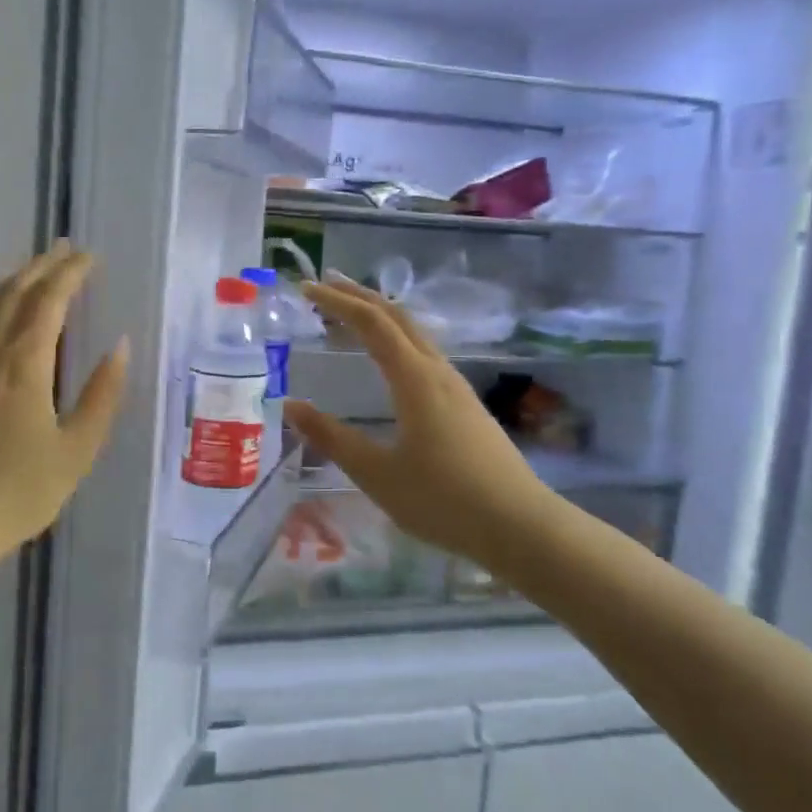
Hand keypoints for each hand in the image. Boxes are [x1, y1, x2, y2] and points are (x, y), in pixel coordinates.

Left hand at [0, 242, 128, 613]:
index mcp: (24, 363)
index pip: (49, 300)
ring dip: (12, 281)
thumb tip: (120, 346)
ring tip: (33, 271)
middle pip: (14, 293)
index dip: (70, 274)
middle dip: (42, 266)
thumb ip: (102, 394)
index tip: (89, 257)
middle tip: (65, 249)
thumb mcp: (77, 449)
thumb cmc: (20, 491)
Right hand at [283, 277, 549, 571]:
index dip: (337, 302)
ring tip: (351, 316)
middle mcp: (438, 371)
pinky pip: (425, 354)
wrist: (520, 526)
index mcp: (415, 379)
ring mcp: (457, 387)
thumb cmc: (443, 500)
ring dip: (381, 316)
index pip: (371, 323)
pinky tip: (391, 361)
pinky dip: (397, 340)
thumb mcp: (377, 473)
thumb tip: (291, 406)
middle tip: (325, 285)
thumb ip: (333, 437)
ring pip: (415, 333)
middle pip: (397, 316)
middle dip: (359, 296)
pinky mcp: (467, 406)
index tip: (306, 289)